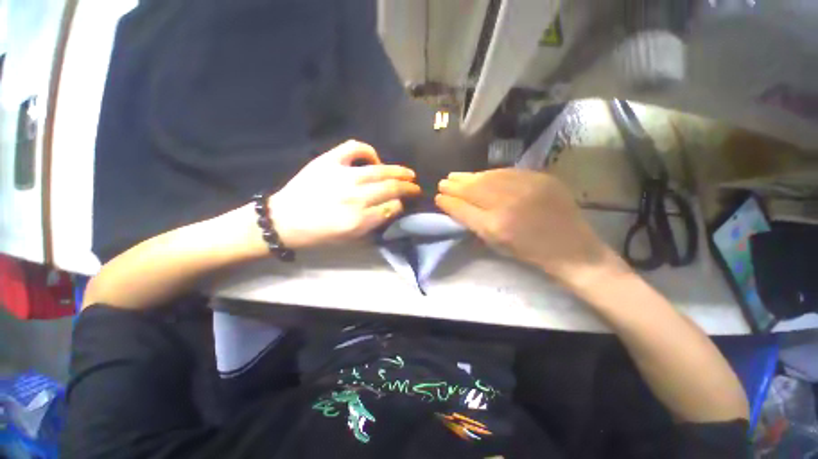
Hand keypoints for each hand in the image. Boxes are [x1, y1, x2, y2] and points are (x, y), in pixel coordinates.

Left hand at [269, 140, 420, 247]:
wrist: (283, 220)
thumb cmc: (318, 234)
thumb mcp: (349, 239)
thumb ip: (373, 224)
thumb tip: (391, 208)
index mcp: (359, 221)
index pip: (392, 207)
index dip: (401, 205)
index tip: (404, 204)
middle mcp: (355, 197)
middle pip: (391, 188)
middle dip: (408, 188)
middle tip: (416, 187)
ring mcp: (342, 176)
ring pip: (380, 170)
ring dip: (399, 171)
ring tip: (408, 173)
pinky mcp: (328, 161)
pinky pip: (354, 148)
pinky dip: (368, 151)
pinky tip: (375, 158)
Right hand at [436, 169, 611, 282]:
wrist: (572, 248)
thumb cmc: (529, 253)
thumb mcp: (496, 244)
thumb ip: (474, 224)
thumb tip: (455, 206)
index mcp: (495, 226)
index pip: (462, 208)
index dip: (448, 202)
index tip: (438, 197)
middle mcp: (507, 204)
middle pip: (472, 189)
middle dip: (454, 186)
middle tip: (443, 182)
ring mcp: (525, 188)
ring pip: (487, 177)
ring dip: (468, 177)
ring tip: (455, 176)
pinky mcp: (540, 178)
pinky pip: (506, 172)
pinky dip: (489, 174)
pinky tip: (480, 175)